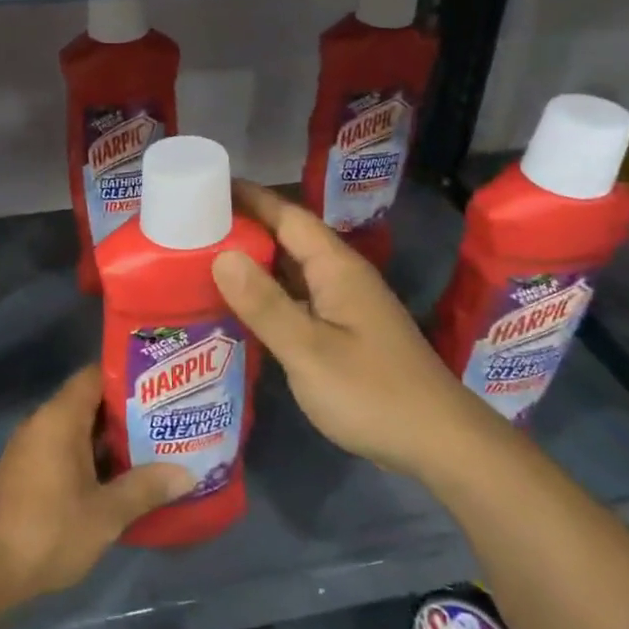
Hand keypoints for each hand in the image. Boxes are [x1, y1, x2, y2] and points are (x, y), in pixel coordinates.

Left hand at [0, 365, 192, 603]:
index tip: (161, 383)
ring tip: (154, 444)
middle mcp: (43, 423)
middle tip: (167, 417)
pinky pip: (65, 449)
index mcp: (60, 418)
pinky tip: (120, 476)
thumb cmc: (48, 531)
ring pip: (78, 429)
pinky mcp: (26, 472)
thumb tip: (187, 474)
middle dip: (127, 410)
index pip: (95, 376)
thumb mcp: (106, 513)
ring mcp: (31, 448)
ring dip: (111, 438)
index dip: (127, 376)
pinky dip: (92, 456)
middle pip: (89, 402)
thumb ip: (145, 488)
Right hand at [212, 181, 483, 477]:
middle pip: (288, 239)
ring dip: (253, 263)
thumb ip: (265, 304)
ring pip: (292, 271)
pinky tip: (240, 309)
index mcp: (336, 268)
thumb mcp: (309, 350)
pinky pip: (297, 299)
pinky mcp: (344, 333)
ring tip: (202, 261)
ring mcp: (344, 306)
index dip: (249, 198)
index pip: (287, 215)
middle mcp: (341, 277)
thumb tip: (221, 255)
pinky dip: (267, 296)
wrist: (438, 442)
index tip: (205, 186)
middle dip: (244, 228)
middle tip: (190, 227)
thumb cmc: (372, 392)